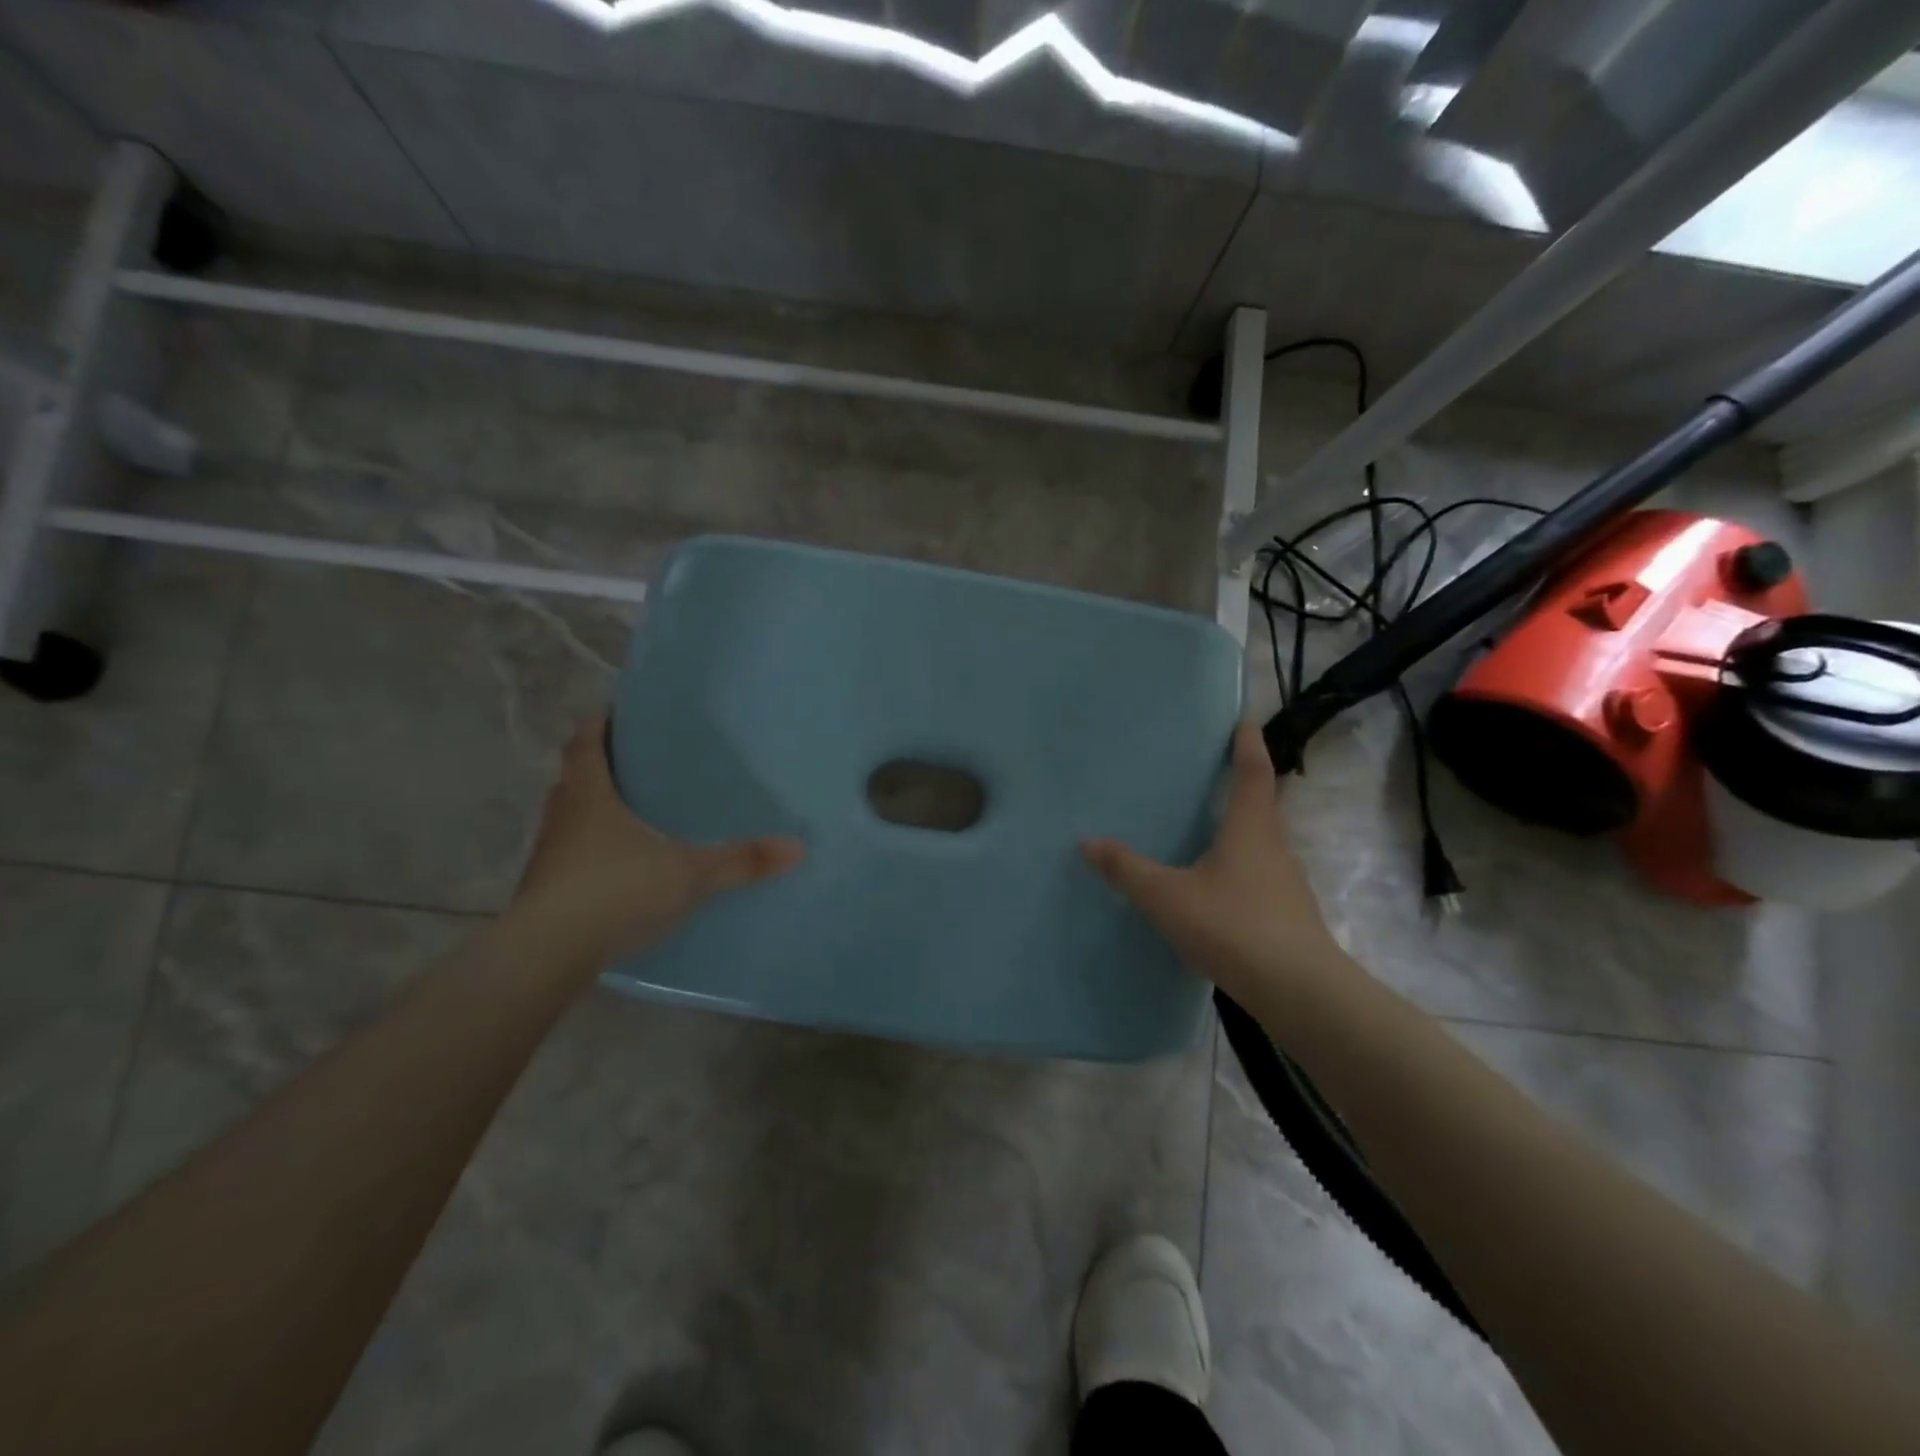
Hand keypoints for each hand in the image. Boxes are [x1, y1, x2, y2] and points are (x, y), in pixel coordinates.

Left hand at [513, 714, 804, 965]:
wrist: (548, 954)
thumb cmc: (615, 891)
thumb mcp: (688, 874)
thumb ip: (741, 861)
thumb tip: (798, 846)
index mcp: (589, 796)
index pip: (584, 743)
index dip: (598, 724)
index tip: (617, 711)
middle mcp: (562, 818)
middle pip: (574, 779)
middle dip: (600, 767)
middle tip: (637, 762)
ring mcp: (550, 857)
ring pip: (570, 820)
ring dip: (593, 811)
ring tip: (633, 813)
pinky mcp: (546, 892)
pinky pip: (571, 857)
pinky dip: (591, 852)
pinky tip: (621, 868)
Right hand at [1081, 720, 1348, 1006]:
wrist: (1299, 992)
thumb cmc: (1234, 927)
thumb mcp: (1168, 897)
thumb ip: (1127, 870)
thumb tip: (1087, 841)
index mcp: (1250, 828)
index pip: (1254, 772)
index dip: (1249, 744)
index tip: (1245, 719)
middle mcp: (1273, 845)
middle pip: (1260, 803)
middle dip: (1241, 782)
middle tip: (1210, 769)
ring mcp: (1284, 881)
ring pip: (1259, 840)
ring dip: (1238, 825)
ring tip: (1204, 824)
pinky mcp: (1285, 912)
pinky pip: (1257, 871)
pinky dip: (1236, 862)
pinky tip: (1212, 882)